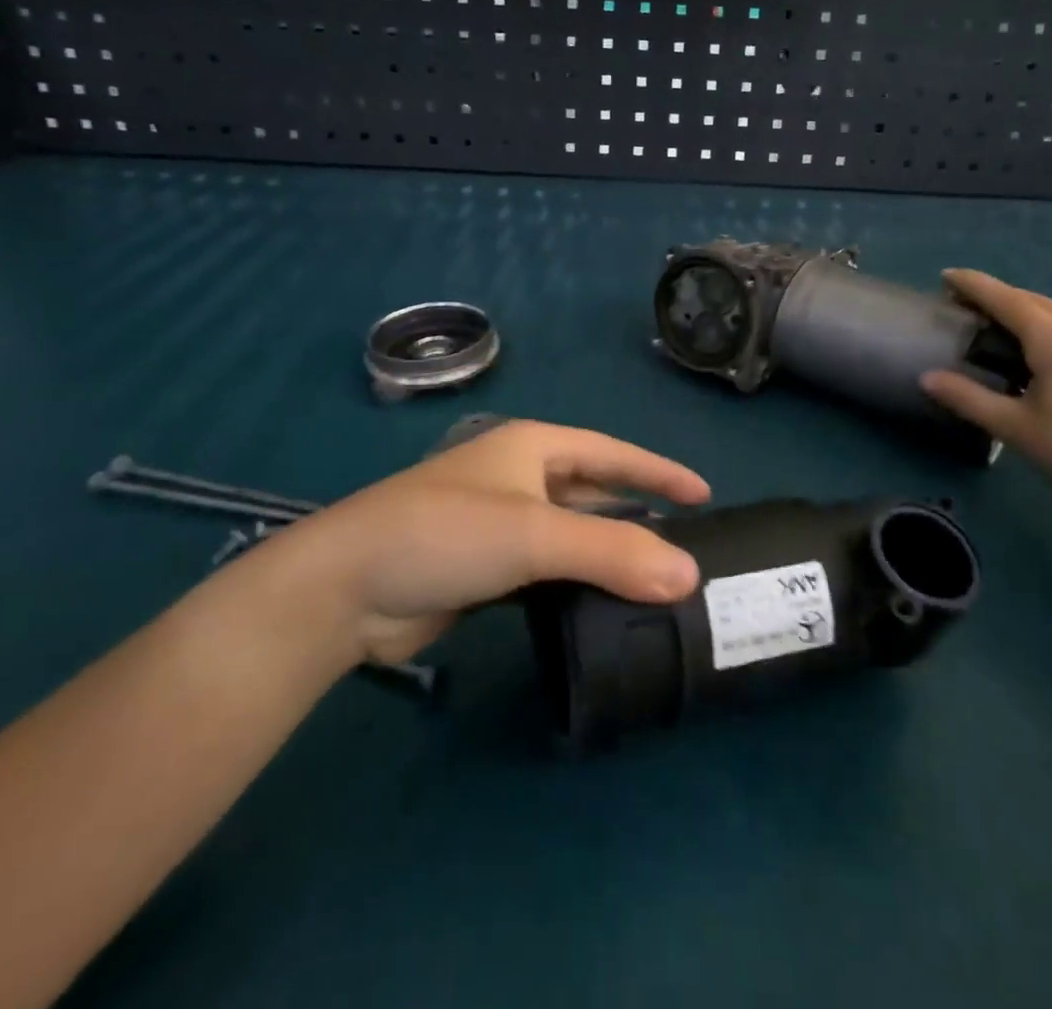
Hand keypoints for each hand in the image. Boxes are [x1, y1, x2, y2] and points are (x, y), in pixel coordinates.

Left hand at [302, 421, 708, 663]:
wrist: (346, 588)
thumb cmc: (445, 534)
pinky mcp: (484, 568)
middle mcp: (518, 478)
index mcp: (531, 448)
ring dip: (608, 552)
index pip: (611, 453)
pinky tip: (603, 604)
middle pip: (593, 492)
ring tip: (657, 579)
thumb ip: (613, 551)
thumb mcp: (534, 534)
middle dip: (637, 513)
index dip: (658, 471)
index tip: (705, 494)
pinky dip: (577, 582)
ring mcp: (499, 524)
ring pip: (570, 534)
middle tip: (687, 545)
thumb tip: (690, 576)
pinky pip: (547, 569)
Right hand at [920, 270, 1051, 517]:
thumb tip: (926, 377)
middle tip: (966, 303)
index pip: (1006, 299)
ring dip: (1029, 309)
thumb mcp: (1015, 429)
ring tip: (1008, 323)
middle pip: (1034, 301)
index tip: (946, 276)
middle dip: (998, 296)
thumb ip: (968, 398)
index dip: (974, 285)